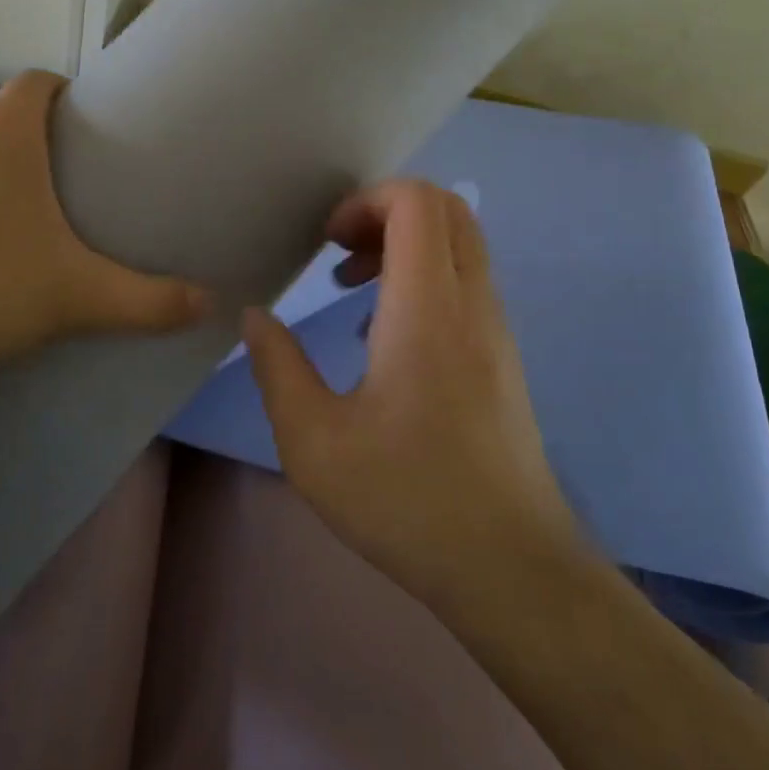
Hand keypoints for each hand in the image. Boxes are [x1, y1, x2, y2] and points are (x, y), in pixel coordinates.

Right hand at [242, 179, 583, 610]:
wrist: (511, 568)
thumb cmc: (407, 500)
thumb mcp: (313, 441)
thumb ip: (277, 368)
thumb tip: (256, 318)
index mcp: (427, 308)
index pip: (417, 201)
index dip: (366, 201)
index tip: (327, 244)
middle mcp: (472, 302)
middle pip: (446, 207)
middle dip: (385, 212)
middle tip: (340, 254)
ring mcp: (496, 327)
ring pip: (461, 242)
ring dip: (405, 244)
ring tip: (352, 290)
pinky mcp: (503, 354)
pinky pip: (467, 280)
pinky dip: (425, 276)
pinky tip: (385, 335)